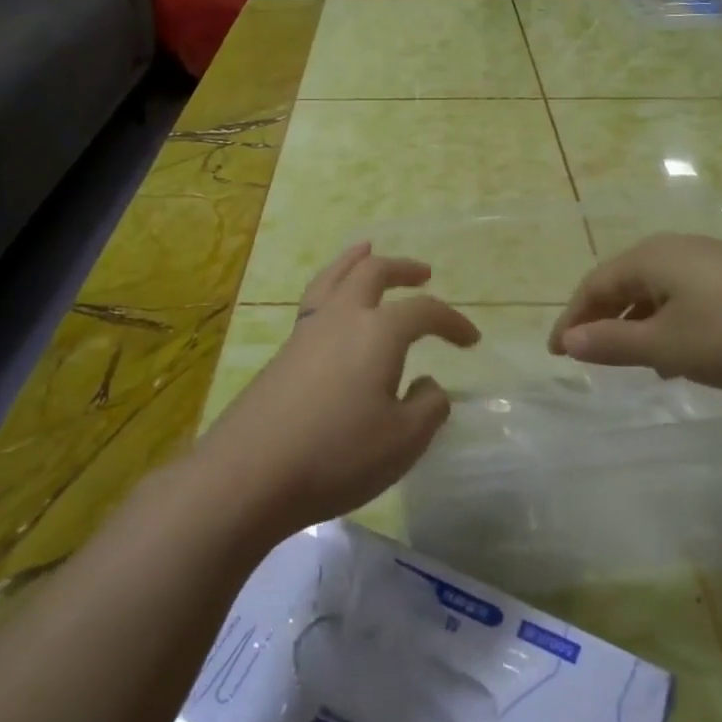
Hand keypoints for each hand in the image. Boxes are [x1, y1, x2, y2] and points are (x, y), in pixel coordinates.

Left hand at [197, 243, 479, 538]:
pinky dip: (332, 285)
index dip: (452, 321)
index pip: (424, 312)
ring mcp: (307, 331)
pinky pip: (314, 299)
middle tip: (423, 273)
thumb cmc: (338, 455)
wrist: (250, 472)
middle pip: (372, 272)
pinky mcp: (284, 352)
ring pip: (334, 276)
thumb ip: (428, 407)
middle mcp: (342, 317)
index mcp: (378, 332)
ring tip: (366, 250)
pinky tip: (334, 304)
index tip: (471, 339)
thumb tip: (428, 384)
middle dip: (402, 268)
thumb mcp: (403, 441)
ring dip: (356, 261)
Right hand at [547, 234, 721, 390]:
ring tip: (633, 363)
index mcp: (650, 259)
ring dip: (636, 325)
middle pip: (622, 284)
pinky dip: (668, 323)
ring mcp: (710, 260)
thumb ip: (614, 344)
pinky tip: (682, 354)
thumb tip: (569, 339)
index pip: (593, 286)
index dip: (571, 320)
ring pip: (655, 292)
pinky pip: (684, 297)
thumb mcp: (671, 346)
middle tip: (587, 356)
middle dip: (602, 321)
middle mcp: (674, 251)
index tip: (556, 353)